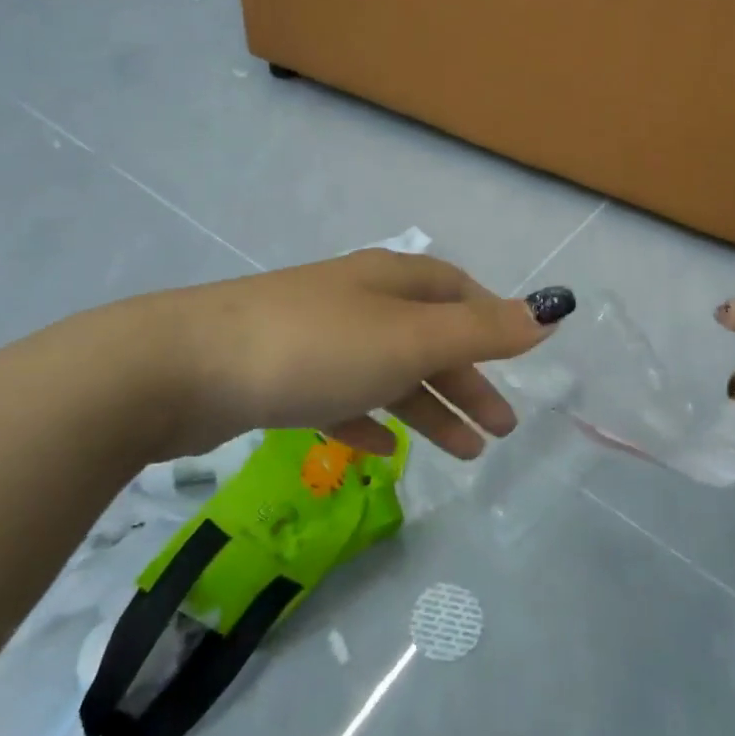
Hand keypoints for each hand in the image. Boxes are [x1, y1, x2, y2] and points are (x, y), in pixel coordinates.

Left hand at [137, 250, 574, 461]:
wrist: (183, 369)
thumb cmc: (316, 347)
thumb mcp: (411, 339)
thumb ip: (483, 331)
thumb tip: (551, 310)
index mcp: (392, 281)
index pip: (457, 291)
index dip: (491, 322)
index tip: (517, 362)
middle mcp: (359, 300)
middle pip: (428, 337)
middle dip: (468, 380)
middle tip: (501, 430)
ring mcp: (318, 337)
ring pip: (390, 372)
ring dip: (428, 408)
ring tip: (462, 453)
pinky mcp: (282, 376)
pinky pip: (343, 398)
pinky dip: (371, 420)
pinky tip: (382, 452)